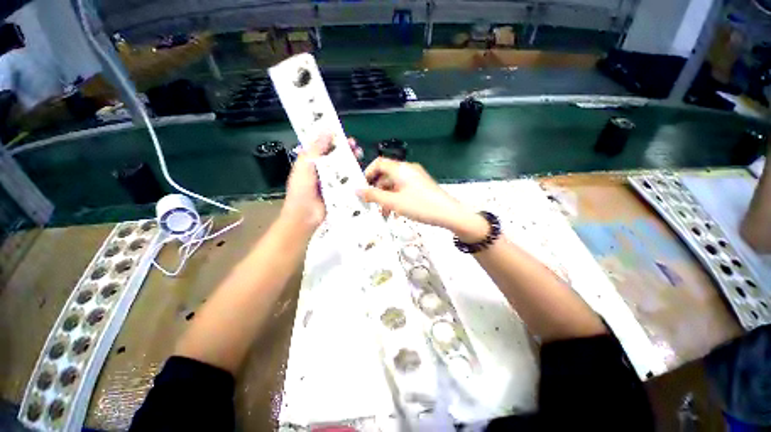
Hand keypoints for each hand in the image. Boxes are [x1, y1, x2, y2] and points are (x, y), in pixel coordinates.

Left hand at [282, 133, 361, 232]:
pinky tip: (361, 171)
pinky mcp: (340, 191)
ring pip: (343, 168)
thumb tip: (327, 129)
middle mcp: (322, 170)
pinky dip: (355, 176)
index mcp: (311, 162)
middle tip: (355, 146)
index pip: (323, 147)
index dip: (333, 139)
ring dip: (352, 161)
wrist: (305, 217)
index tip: (342, 134)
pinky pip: (348, 181)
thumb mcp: (305, 165)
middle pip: (336, 157)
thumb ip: (316, 148)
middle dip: (346, 150)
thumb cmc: (301, 190)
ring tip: (360, 155)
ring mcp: (332, 181)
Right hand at [357, 158, 487, 241]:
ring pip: (395, 184)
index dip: (368, 173)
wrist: (449, 213)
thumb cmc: (419, 206)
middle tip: (372, 205)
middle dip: (377, 190)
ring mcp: (416, 177)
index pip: (379, 163)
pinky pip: (404, 188)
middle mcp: (408, 169)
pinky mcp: (421, 185)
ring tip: (384, 214)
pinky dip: (397, 198)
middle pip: (386, 175)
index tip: (362, 188)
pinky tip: (396, 212)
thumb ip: (373, 195)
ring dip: (387, 197)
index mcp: (400, 169)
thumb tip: (356, 190)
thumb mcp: (393, 202)